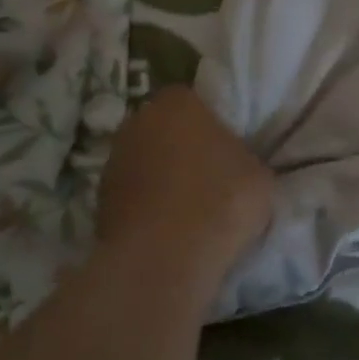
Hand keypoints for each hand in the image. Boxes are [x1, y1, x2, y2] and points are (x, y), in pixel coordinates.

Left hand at [95, 89, 274, 286]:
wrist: (165, 258)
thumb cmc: (221, 200)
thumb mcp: (259, 173)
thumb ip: (245, 158)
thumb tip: (236, 165)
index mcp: (178, 102)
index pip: (196, 101)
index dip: (213, 124)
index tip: (229, 149)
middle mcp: (138, 122)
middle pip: (166, 130)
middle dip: (184, 148)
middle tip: (212, 176)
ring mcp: (113, 162)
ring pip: (147, 163)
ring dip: (163, 179)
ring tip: (191, 208)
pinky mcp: (99, 203)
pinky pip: (135, 196)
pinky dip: (149, 207)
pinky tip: (171, 229)